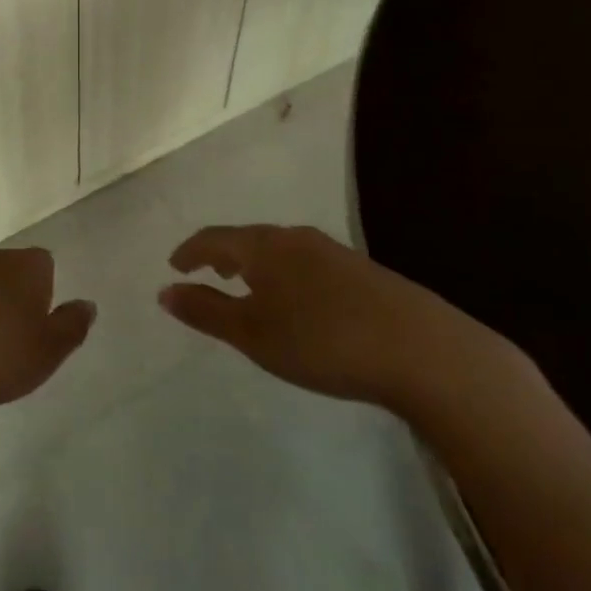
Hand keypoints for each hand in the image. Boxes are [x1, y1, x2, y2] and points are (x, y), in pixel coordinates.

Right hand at [159, 225, 517, 416]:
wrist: (426, 353)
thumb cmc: (323, 341)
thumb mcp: (253, 334)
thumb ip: (206, 311)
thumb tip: (164, 291)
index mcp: (263, 246)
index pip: (214, 238)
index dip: (190, 251)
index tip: (174, 265)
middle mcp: (296, 238)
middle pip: (248, 238)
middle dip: (223, 254)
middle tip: (208, 271)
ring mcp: (334, 252)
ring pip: (281, 249)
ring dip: (256, 263)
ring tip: (249, 284)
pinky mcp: (365, 272)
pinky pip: (308, 263)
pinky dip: (287, 274)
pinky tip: (299, 300)